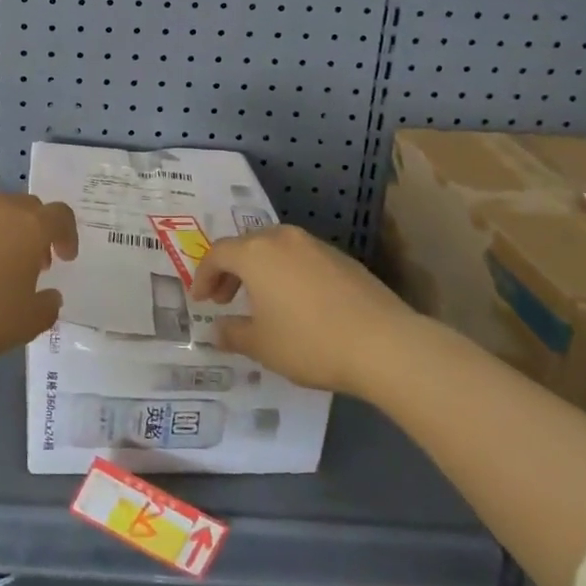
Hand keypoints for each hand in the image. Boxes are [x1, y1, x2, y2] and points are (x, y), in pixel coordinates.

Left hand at [0, 193, 74, 361]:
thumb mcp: (24, 324)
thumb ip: (46, 308)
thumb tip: (50, 296)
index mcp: (30, 226)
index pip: (60, 216)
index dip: (67, 235)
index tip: (65, 258)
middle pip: (27, 207)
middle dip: (34, 231)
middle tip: (31, 263)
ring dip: (0, 230)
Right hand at [190, 225, 409, 394]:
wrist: (384, 344)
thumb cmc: (310, 342)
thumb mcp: (262, 346)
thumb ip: (233, 334)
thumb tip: (218, 330)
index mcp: (255, 253)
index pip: (217, 254)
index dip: (204, 276)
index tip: (201, 300)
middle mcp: (282, 238)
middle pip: (246, 246)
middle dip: (231, 271)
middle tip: (225, 299)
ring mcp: (315, 245)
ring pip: (275, 249)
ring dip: (260, 271)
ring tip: (261, 302)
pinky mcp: (342, 258)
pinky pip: (301, 259)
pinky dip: (287, 274)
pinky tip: (297, 303)